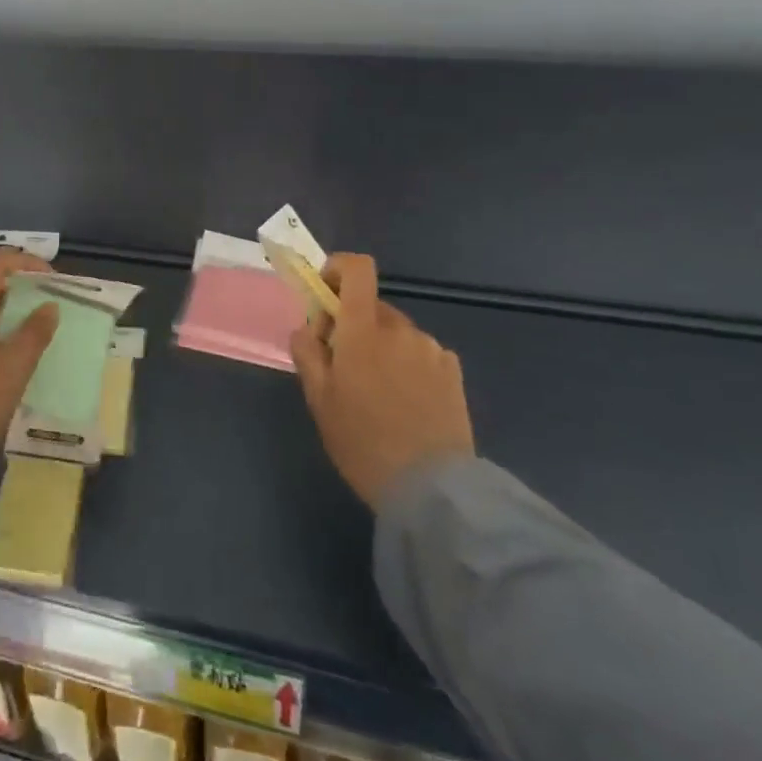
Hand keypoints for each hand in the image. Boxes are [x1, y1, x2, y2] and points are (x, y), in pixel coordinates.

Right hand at [289, 253, 474, 509]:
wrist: (432, 491)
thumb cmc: (363, 442)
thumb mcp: (319, 400)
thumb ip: (308, 353)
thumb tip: (308, 328)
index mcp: (363, 330)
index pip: (357, 269)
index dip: (337, 269)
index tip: (324, 295)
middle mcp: (400, 329)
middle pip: (371, 307)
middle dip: (353, 325)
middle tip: (342, 366)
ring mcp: (431, 350)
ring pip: (396, 333)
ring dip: (381, 347)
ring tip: (377, 394)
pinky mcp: (454, 373)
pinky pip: (420, 353)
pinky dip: (407, 365)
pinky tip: (406, 403)